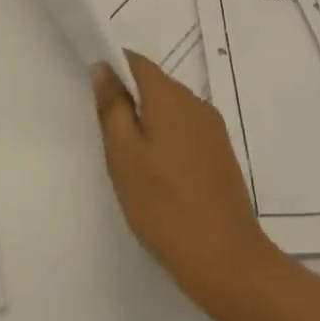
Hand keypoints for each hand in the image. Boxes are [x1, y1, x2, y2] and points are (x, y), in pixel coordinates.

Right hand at [93, 50, 281, 312]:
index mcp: (171, 97)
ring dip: (150, 123)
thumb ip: (112, 107)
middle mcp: (197, 104)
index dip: (114, 68)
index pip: (138, 63)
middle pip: (156, 86)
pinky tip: (158, 176)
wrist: (224, 257)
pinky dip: (168, 141)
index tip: (95, 93)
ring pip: (172, 111)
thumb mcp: (124, 155)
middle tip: (107, 136)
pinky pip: (188, 132)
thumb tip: (104, 67)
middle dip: (130, 100)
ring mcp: (214, 130)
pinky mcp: (221, 155)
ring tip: (130, 161)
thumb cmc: (163, 204)